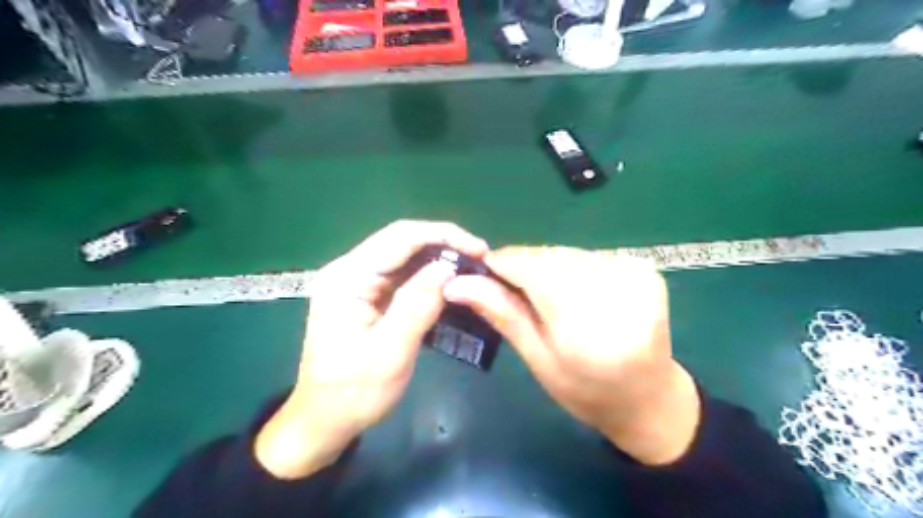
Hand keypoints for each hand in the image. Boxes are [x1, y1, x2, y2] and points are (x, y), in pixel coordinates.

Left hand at [251, 218, 489, 476]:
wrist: (325, 420)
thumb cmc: (354, 393)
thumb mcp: (390, 352)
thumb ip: (418, 305)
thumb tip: (449, 267)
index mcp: (348, 278)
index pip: (400, 237)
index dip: (443, 236)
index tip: (479, 249)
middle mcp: (349, 270)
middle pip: (402, 241)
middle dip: (444, 245)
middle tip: (480, 260)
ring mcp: (357, 282)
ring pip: (405, 257)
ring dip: (439, 260)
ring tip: (471, 270)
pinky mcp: (366, 295)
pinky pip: (402, 276)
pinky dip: (428, 277)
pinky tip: (450, 285)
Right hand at [441, 247, 700, 464]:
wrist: (648, 398)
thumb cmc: (586, 391)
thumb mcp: (538, 359)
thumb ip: (503, 314)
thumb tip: (457, 284)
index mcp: (587, 325)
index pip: (531, 268)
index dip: (501, 265)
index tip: (481, 273)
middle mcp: (616, 291)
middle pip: (549, 257)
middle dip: (523, 268)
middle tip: (509, 290)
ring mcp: (636, 275)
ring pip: (567, 253)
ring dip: (546, 266)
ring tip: (543, 295)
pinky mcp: (644, 268)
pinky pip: (588, 256)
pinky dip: (570, 268)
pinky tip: (571, 292)